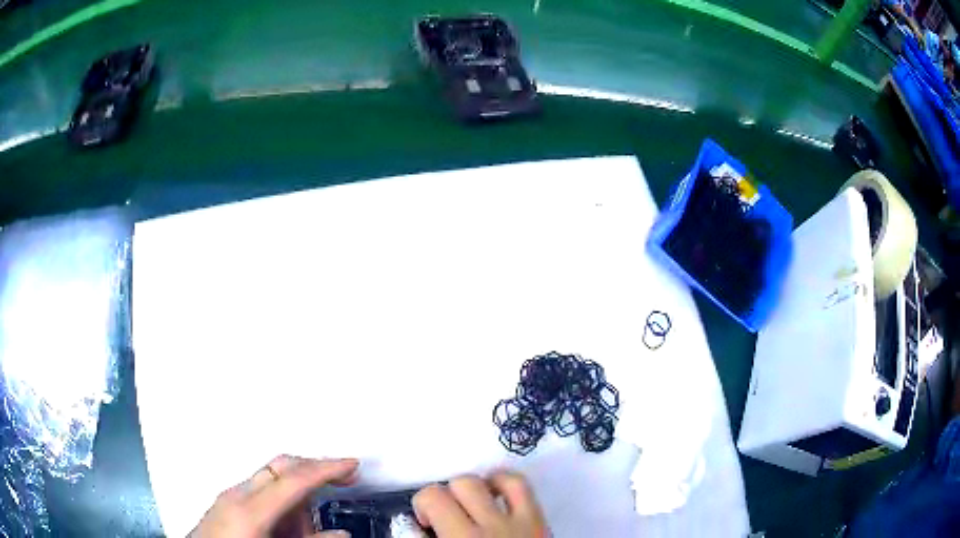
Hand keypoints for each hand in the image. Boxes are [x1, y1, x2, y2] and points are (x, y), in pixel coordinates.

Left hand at [190, 455, 358, 537]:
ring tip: (310, 529)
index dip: (327, 468)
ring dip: (298, 494)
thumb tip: (339, 534)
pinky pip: (260, 492)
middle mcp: (236, 496)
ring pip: (271, 478)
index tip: (351, 464)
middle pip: (280, 466)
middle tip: (343, 479)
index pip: (293, 478)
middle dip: (314, 469)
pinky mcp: (225, 505)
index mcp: (249, 510)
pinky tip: (287, 527)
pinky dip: (282, 503)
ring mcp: (228, 498)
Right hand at [413, 473, 547, 536]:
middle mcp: (485, 528)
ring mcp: (516, 521)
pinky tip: (496, 495)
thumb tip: (412, 525)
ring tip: (469, 504)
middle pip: (452, 488)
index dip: (419, 507)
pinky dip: (502, 482)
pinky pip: (519, 485)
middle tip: (444, 518)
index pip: (429, 500)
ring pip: (481, 481)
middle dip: (442, 497)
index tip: (424, 525)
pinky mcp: (539, 520)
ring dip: (469, 488)